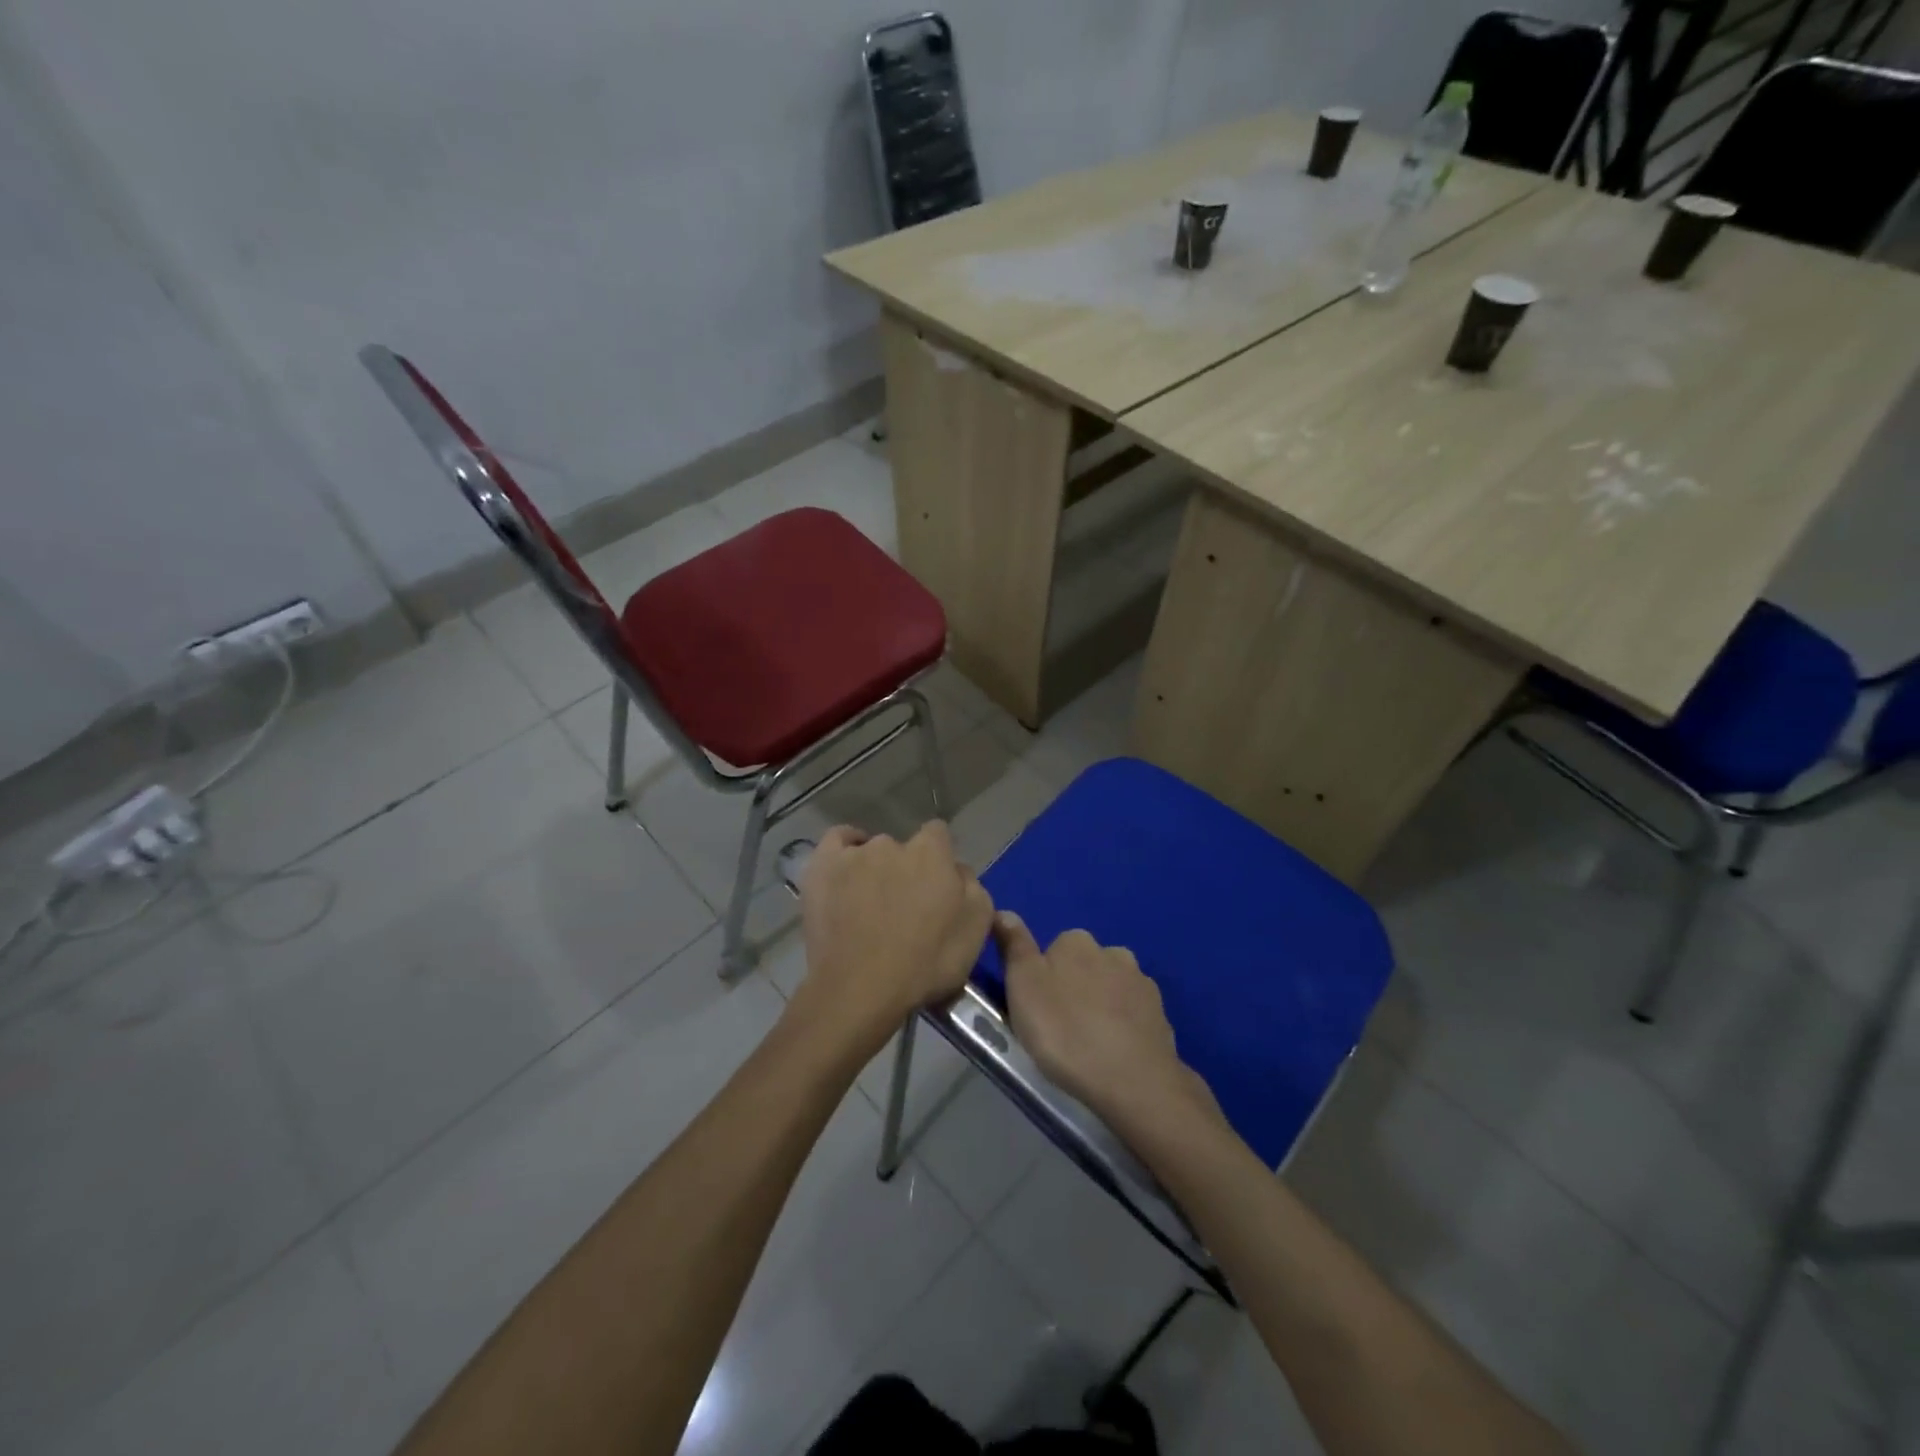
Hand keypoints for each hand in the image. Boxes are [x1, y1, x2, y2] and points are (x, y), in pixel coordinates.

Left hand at [792, 823, 993, 1055]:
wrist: (860, 989)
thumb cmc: (925, 964)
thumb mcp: (975, 931)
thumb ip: (972, 888)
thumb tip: (957, 870)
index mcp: (932, 853)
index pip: (939, 834)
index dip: (939, 858)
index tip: (938, 886)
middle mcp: (892, 844)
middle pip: (904, 848)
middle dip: (906, 870)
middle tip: (904, 908)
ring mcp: (853, 854)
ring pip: (870, 850)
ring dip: (875, 870)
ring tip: (869, 906)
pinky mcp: (821, 867)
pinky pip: (836, 841)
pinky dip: (843, 851)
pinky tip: (846, 868)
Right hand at [997, 914, 1221, 1138]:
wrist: (1132, 1080)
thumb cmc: (1064, 1031)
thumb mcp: (1022, 986)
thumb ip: (1014, 946)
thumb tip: (1004, 911)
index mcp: (1076, 942)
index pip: (1053, 950)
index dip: (1042, 978)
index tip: (1036, 1008)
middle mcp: (1112, 952)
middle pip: (1084, 967)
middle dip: (1074, 990)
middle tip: (1060, 1029)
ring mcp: (1141, 983)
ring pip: (1111, 989)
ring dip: (1101, 1007)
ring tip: (1088, 1045)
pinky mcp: (1161, 1015)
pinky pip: (1133, 1015)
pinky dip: (1123, 1027)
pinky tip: (1114, 1053)